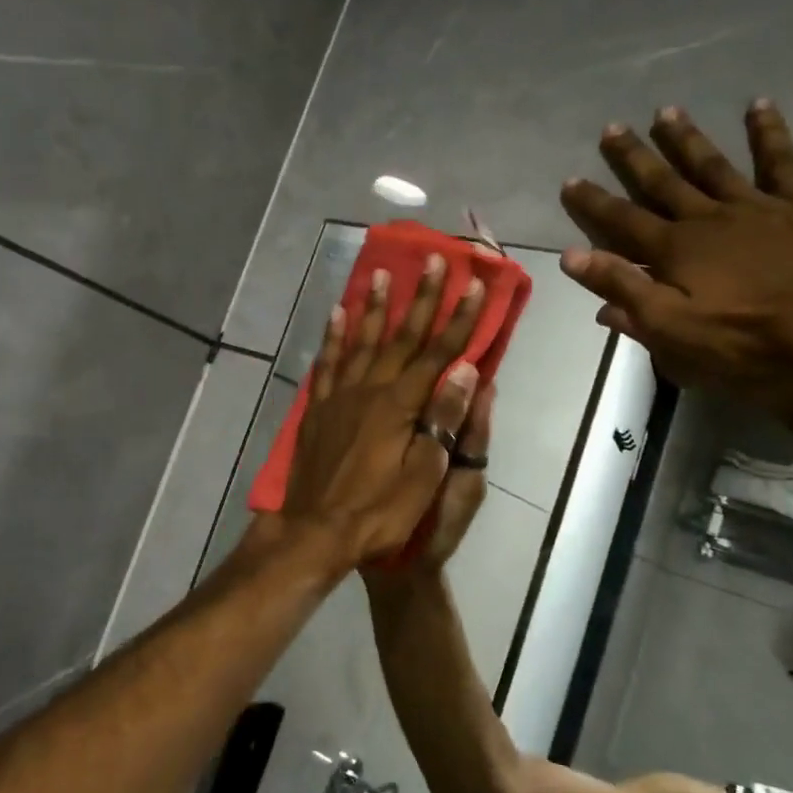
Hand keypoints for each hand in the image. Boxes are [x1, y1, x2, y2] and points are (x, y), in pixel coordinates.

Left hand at [274, 256, 485, 567]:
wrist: (316, 532)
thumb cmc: (379, 512)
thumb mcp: (423, 476)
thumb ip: (443, 420)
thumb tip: (464, 371)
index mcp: (400, 405)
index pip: (438, 353)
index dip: (460, 319)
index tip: (476, 285)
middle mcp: (370, 389)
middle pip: (401, 336)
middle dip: (422, 298)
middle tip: (434, 259)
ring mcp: (340, 396)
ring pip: (361, 340)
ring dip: (375, 306)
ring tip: (382, 273)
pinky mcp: (319, 408)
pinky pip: (328, 362)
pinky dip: (333, 336)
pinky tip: (338, 314)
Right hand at [557, 101, 792, 401]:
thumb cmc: (743, 342)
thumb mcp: (669, 329)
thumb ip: (622, 290)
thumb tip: (571, 257)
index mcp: (673, 251)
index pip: (621, 221)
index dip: (593, 202)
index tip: (570, 180)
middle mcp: (706, 218)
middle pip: (662, 182)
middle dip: (634, 157)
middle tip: (612, 128)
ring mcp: (755, 207)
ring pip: (711, 165)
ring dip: (686, 139)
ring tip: (666, 111)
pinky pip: (781, 161)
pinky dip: (769, 132)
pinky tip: (759, 105)